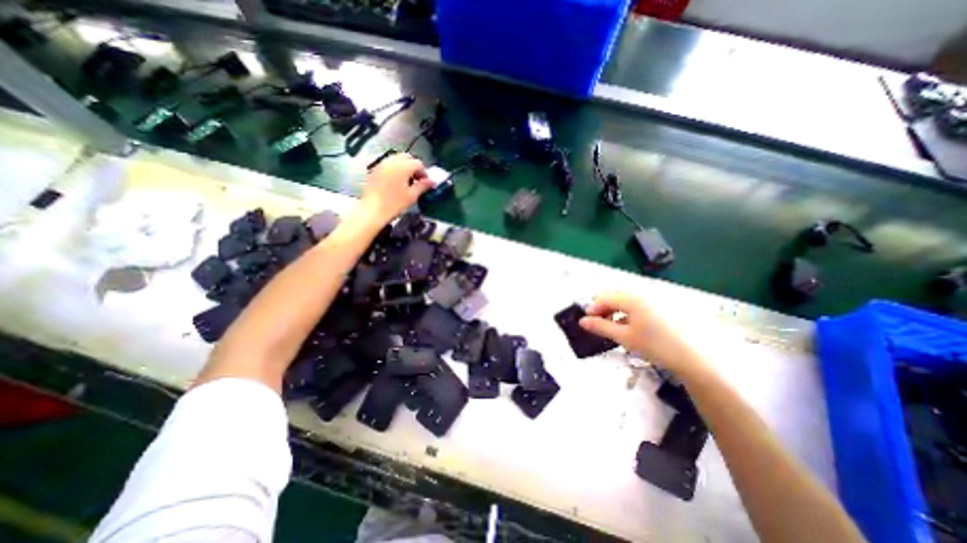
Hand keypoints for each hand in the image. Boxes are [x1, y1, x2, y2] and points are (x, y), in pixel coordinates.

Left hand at [356, 154, 431, 225]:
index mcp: (402, 167)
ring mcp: (381, 164)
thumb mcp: (412, 196)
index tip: (425, 183)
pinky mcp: (374, 170)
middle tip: (416, 180)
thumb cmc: (394, 204)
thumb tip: (432, 181)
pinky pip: (388, 164)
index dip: (424, 172)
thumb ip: (422, 186)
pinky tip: (395, 182)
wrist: (372, 210)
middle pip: (406, 157)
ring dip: (404, 167)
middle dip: (413, 166)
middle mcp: (391, 161)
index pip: (417, 163)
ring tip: (406, 181)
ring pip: (396, 159)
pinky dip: (394, 169)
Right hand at [577, 292, 708, 378]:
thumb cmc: (657, 346)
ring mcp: (659, 295)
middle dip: (606, 308)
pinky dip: (635, 309)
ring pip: (631, 298)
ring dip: (620, 309)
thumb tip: (582, 321)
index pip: (605, 298)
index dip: (593, 309)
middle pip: (617, 295)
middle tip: (602, 323)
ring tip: (619, 325)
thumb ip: (601, 327)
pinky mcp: (670, 302)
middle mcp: (644, 291)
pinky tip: (639, 324)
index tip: (587, 321)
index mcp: (631, 297)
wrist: (700, 357)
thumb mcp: (625, 337)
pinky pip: (645, 301)